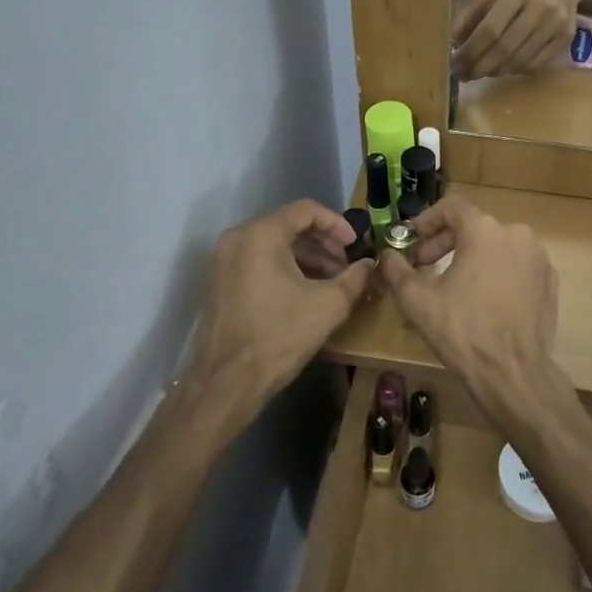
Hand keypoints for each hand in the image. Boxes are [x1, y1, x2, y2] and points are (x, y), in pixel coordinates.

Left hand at [180, 200, 371, 433]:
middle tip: (347, 265)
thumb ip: (355, 277)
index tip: (356, 245)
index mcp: (261, 234)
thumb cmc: (280, 335)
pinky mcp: (220, 281)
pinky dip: (285, 268)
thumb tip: (370, 264)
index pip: (306, 210)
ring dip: (307, 257)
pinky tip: (306, 292)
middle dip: (323, 243)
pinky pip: (258, 261)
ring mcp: (224, 260)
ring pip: (274, 244)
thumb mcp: (329, 305)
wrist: (228, 381)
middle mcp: (238, 238)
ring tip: (332, 282)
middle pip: (289, 225)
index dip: (337, 224)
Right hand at [376, 198, 574, 432]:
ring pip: (497, 245)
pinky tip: (483, 299)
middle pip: (475, 226)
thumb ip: (397, 271)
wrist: (514, 373)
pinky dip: (497, 272)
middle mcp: (517, 234)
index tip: (412, 240)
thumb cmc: (463, 332)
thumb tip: (387, 256)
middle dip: (445, 242)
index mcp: (485, 231)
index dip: (427, 220)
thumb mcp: (418, 302)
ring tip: (452, 283)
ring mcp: (538, 258)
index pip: (452, 207)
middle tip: (425, 265)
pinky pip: (516, 265)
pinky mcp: (549, 281)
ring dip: (471, 256)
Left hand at [452, 0, 587, 79]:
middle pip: (505, 48)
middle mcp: (540, 7)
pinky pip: (536, 64)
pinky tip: (504, 68)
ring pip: (520, 60)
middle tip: (464, 75)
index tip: (455, 64)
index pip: (490, 29)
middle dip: (480, 67)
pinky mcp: (566, 38)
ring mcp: (556, 25)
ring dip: (496, 71)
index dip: (471, 51)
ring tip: (481, 72)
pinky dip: (516, 71)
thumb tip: (453, 43)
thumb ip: (471, 12)